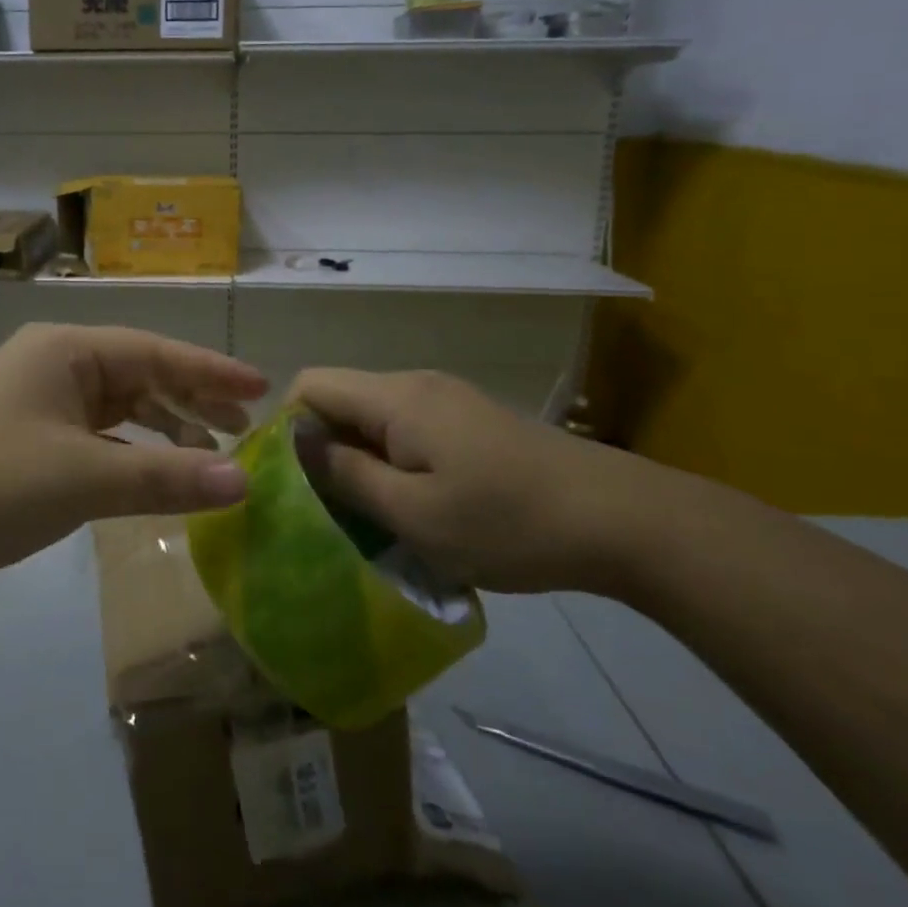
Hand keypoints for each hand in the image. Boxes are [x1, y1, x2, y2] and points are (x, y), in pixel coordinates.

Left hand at [0, 324, 266, 609]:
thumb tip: (244, 484)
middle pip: (139, 377)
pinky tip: (157, 480)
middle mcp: (53, 368)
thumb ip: (165, 479)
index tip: (261, 389)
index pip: (155, 352)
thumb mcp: (82, 478)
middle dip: (192, 400)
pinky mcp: (26, 448)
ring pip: (118, 412)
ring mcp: (37, 408)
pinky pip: (95, 443)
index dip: (211, 371)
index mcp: (66, 351)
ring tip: (212, 456)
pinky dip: (130, 458)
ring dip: (164, 432)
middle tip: (244, 428)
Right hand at [287, 367, 631, 594]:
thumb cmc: (507, 522)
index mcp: (395, 398)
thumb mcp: (413, 514)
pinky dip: (393, 461)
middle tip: (330, 510)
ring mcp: (447, 399)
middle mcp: (415, 384)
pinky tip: (417, 505)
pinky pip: (407, 429)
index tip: (292, 482)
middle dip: (323, 449)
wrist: (621, 519)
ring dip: (360, 460)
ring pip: (374, 418)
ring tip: (372, 515)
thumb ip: (345, 474)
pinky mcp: (470, 419)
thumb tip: (295, 443)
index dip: (287, 427)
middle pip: (340, 399)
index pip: (309, 385)